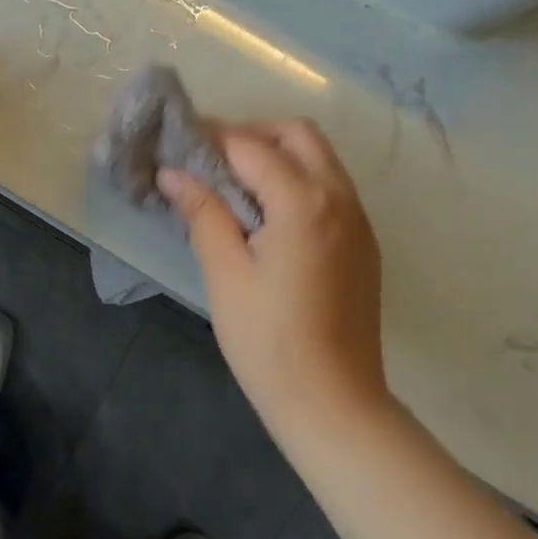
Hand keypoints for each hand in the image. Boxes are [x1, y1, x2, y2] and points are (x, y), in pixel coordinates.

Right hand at [159, 120, 387, 434]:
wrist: (335, 405)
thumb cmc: (269, 342)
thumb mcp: (226, 274)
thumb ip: (204, 213)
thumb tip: (173, 173)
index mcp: (303, 201)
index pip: (251, 146)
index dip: (212, 138)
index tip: (179, 143)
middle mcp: (339, 197)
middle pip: (298, 134)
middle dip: (253, 133)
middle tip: (213, 159)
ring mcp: (359, 219)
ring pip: (320, 157)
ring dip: (279, 153)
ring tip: (236, 183)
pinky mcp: (364, 242)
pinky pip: (332, 187)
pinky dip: (300, 179)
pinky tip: (270, 214)